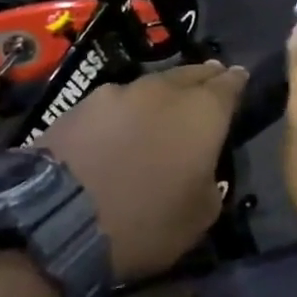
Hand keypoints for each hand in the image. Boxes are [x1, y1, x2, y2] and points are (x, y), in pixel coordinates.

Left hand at [40, 61, 247, 281]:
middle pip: (192, 74)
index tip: (240, 79)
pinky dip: (127, 111)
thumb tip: (202, 167)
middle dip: (204, 79)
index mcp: (203, 111)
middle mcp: (164, 90)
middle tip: (209, 85)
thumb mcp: (201, 215)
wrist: (55, 221)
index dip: (237, 82)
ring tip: (164, 109)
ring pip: (152, 85)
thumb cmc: (144, 222)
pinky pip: (116, 102)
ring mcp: (118, 92)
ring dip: (164, 94)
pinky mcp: (79, 105)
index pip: (230, 83)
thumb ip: (212, 180)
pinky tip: (121, 129)